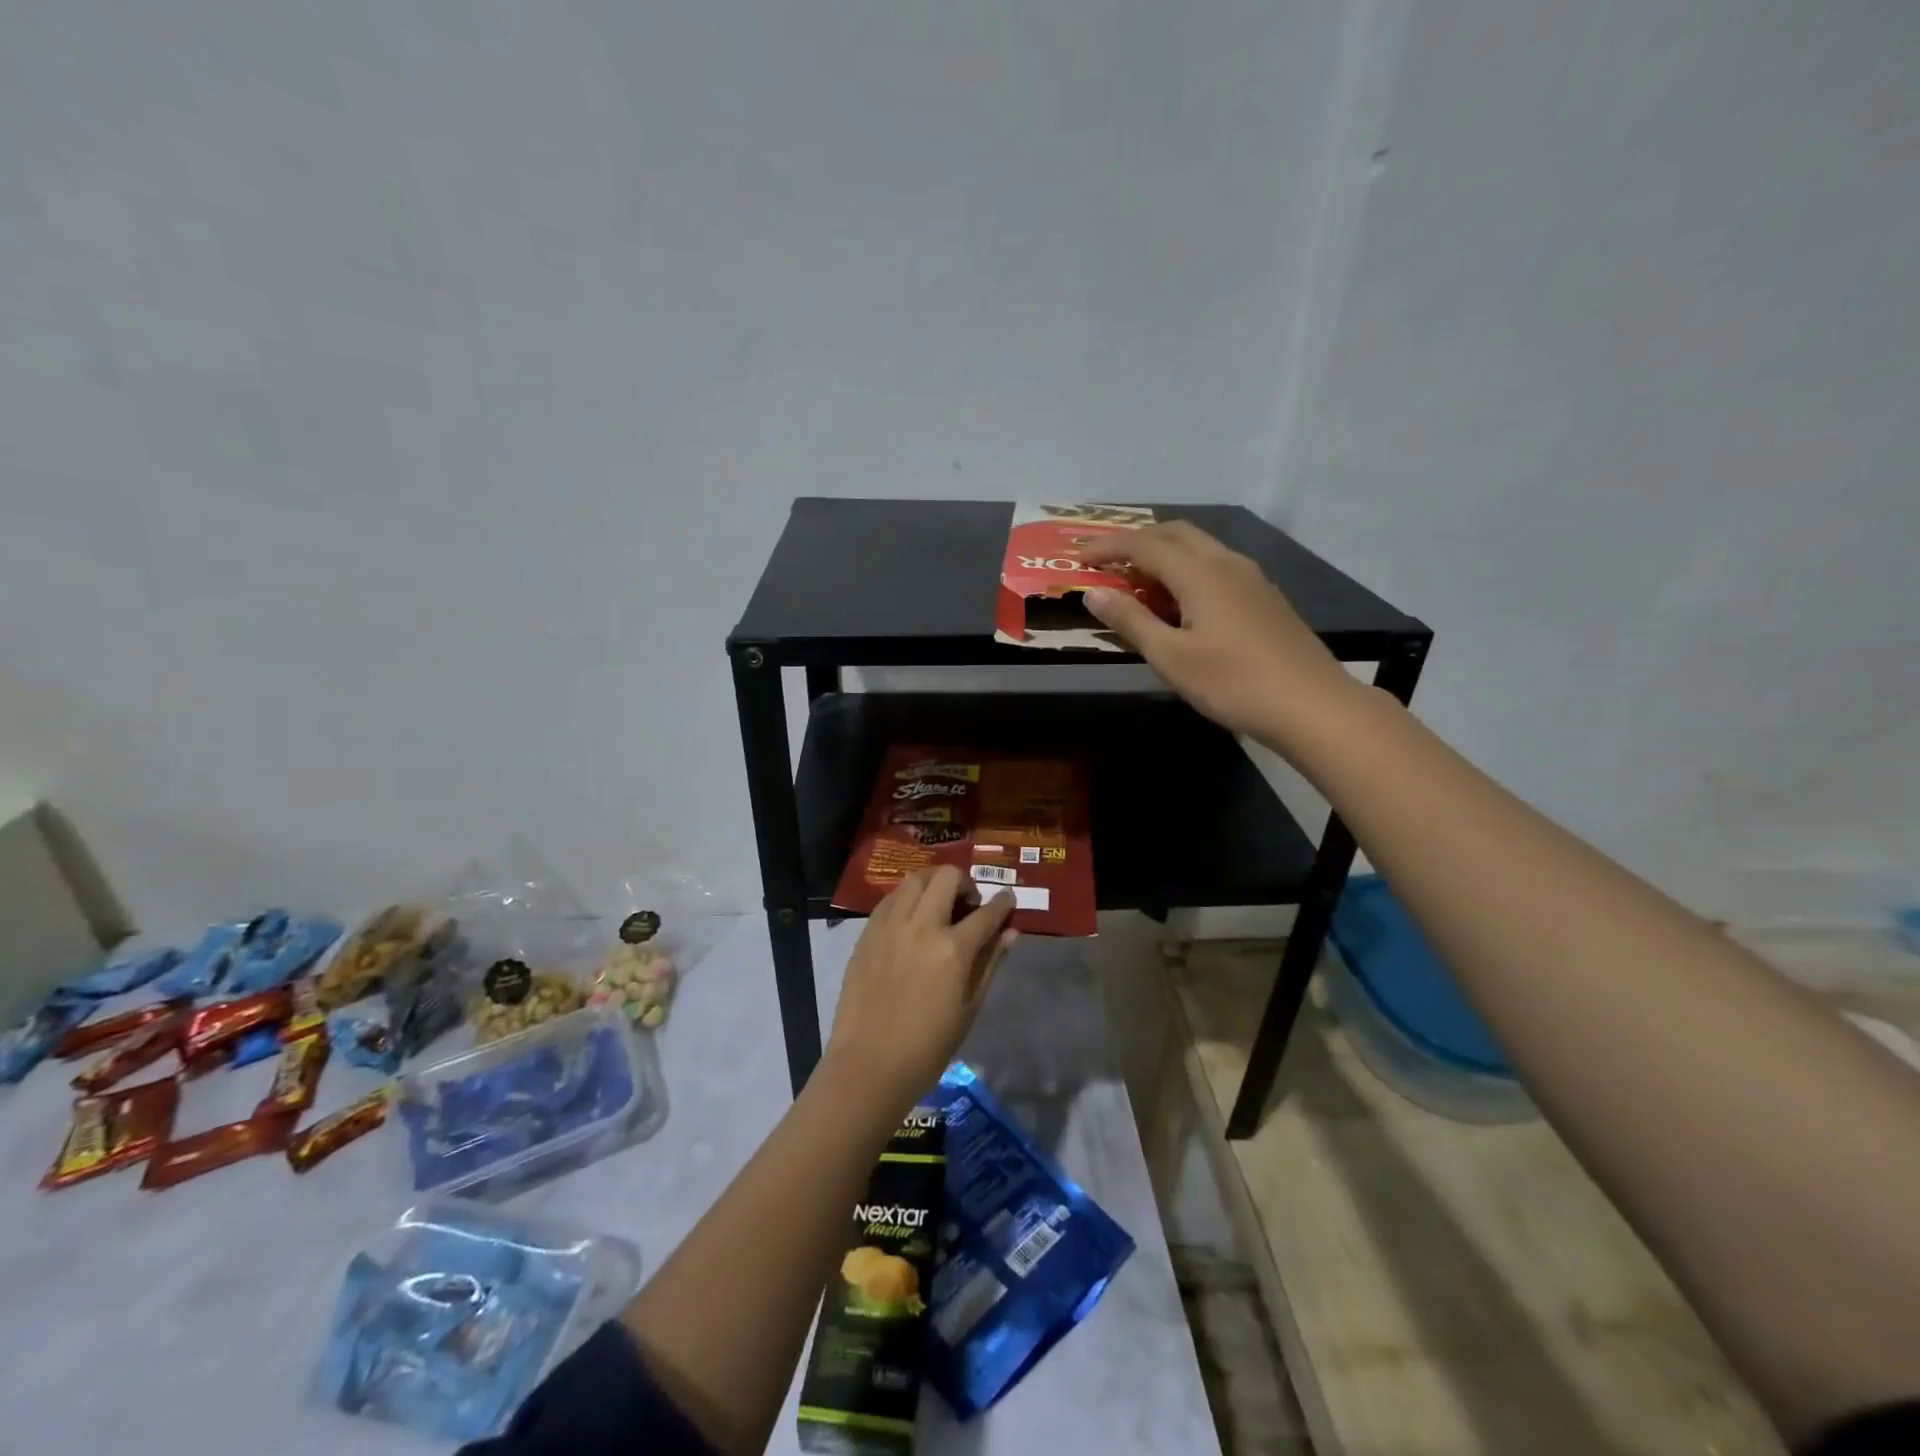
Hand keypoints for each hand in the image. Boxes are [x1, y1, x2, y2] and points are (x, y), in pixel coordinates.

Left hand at [824, 866, 1016, 1111]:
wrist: (869, 1064)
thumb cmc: (928, 1047)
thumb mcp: (969, 1007)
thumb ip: (990, 963)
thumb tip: (1011, 933)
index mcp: (953, 949)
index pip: (986, 913)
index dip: (1002, 903)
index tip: (1007, 899)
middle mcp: (921, 927)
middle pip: (946, 878)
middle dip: (965, 882)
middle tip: (968, 904)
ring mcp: (890, 927)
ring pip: (914, 880)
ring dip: (933, 884)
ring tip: (937, 905)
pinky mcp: (867, 933)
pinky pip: (889, 900)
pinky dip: (906, 899)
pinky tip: (910, 918)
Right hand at [1081, 520, 1358, 744]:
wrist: (1312, 705)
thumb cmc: (1233, 683)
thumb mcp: (1171, 658)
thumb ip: (1131, 621)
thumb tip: (1094, 593)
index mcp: (1200, 574)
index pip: (1144, 545)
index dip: (1108, 547)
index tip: (1079, 556)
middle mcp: (1226, 563)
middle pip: (1175, 533)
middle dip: (1136, 540)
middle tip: (1106, 560)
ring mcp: (1251, 578)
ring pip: (1200, 547)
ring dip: (1163, 553)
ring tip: (1138, 580)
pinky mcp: (1264, 597)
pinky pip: (1216, 565)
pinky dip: (1187, 569)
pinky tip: (1181, 600)